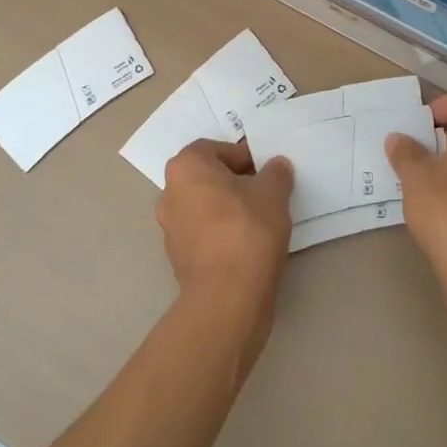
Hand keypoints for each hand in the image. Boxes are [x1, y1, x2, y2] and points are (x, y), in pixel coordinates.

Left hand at [158, 140, 294, 368]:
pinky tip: (247, 246)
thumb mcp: (273, 192)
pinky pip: (203, 235)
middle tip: (264, 193)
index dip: (243, 156)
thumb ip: (276, 173)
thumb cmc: (247, 230)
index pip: (215, 149)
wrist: (227, 297)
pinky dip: (221, 234)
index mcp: (186, 167)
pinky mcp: (177, 259)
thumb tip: (276, 166)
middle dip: (234, 182)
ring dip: (227, 209)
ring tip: (259, 221)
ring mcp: (170, 228)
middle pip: (206, 177)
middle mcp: (170, 193)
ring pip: (204, 207)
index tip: (266, 172)